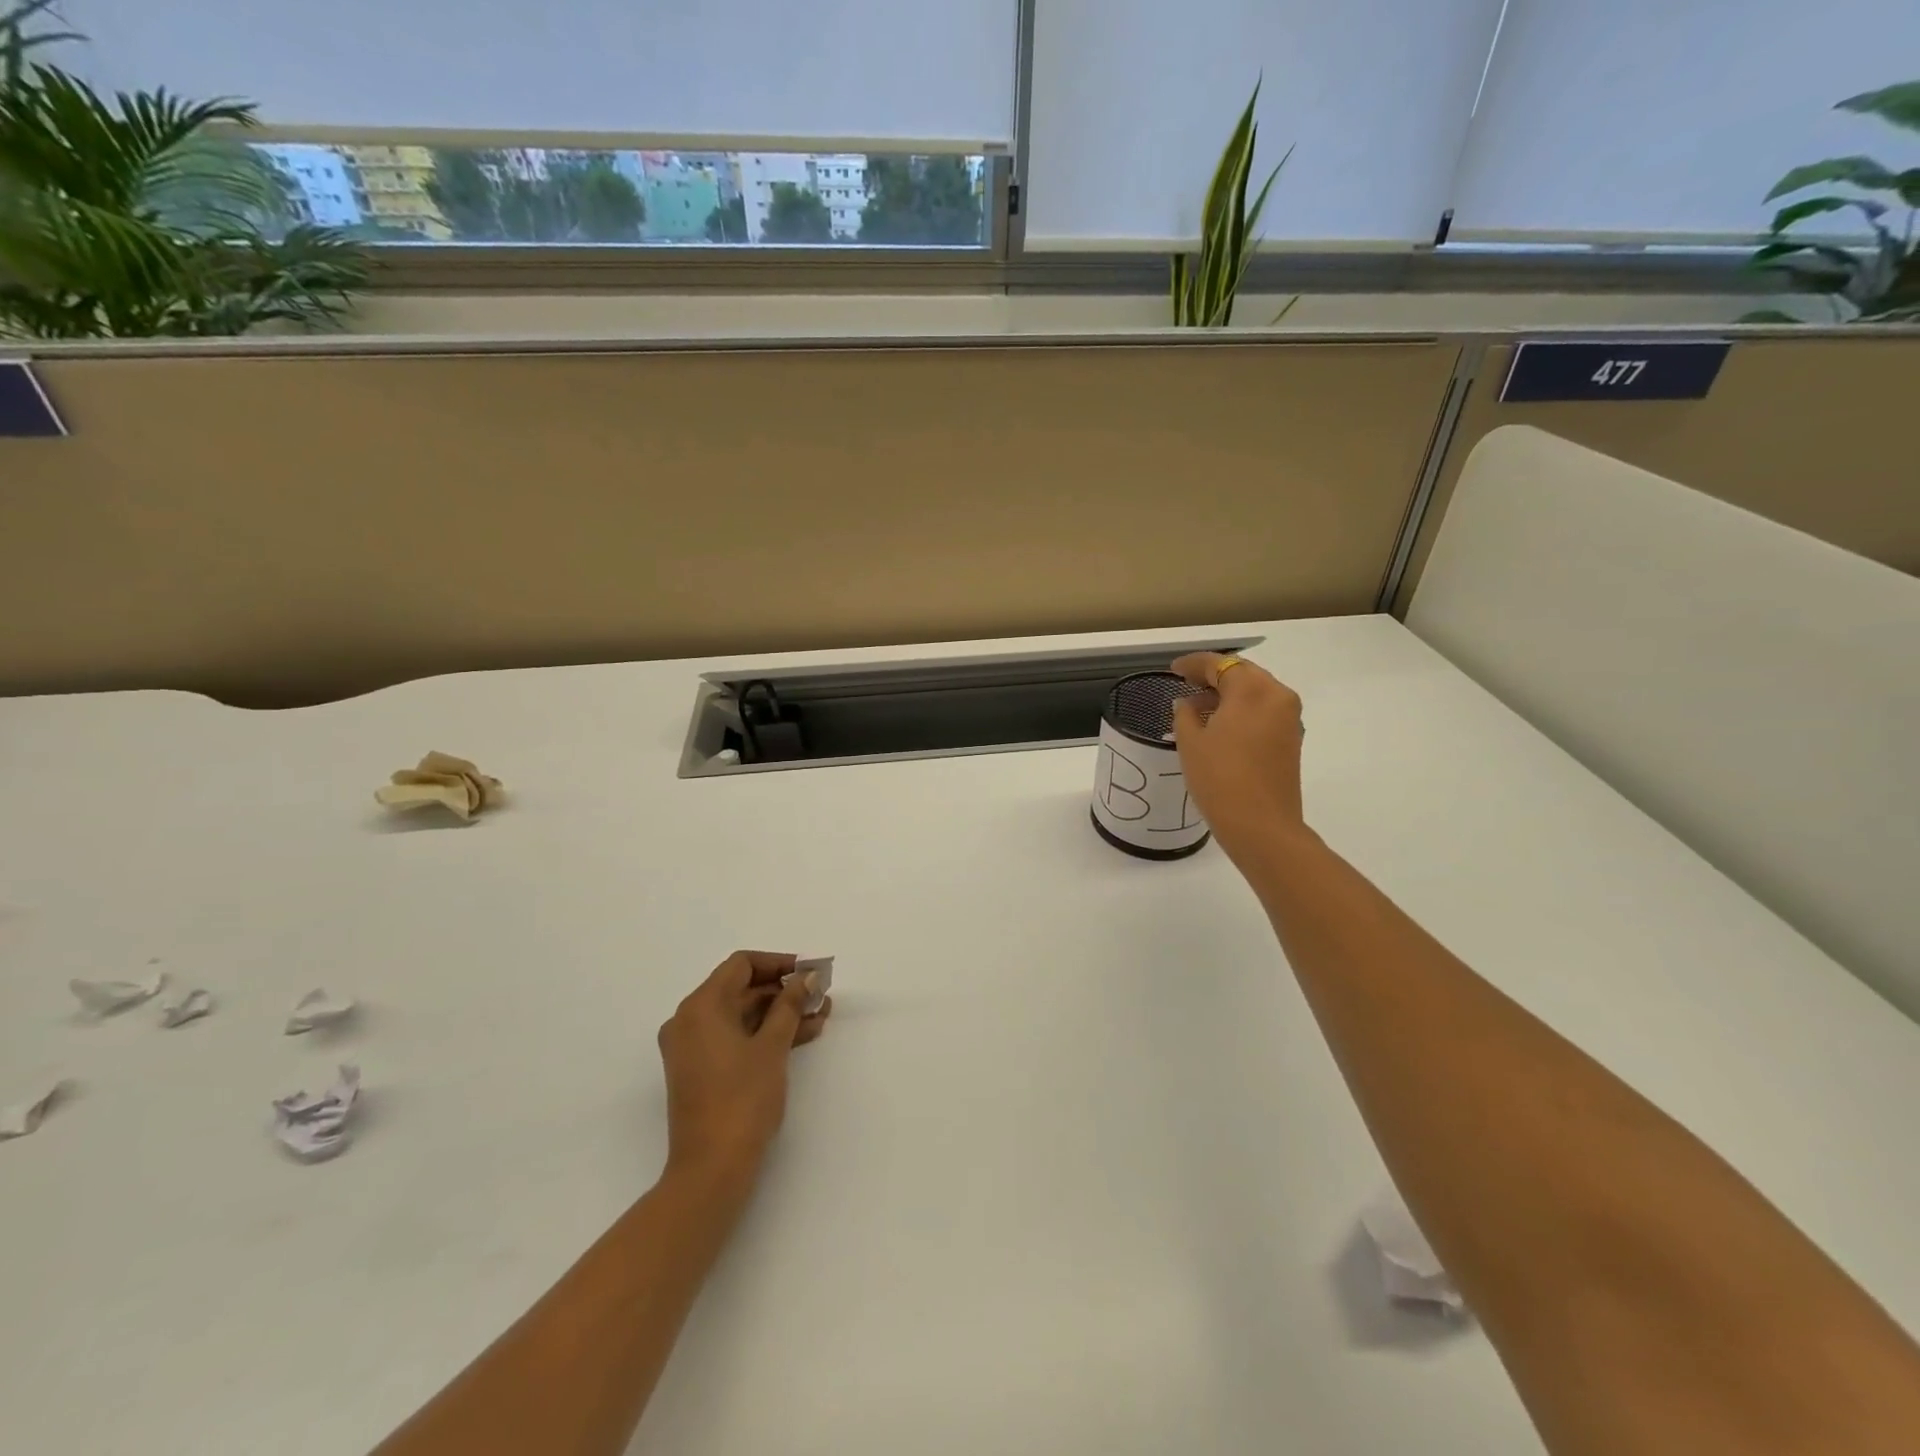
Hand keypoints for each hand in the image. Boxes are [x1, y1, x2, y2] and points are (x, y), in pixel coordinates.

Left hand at [657, 951, 830, 1189]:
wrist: (712, 1170)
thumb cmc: (742, 1099)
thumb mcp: (772, 1046)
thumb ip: (790, 1004)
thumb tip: (806, 977)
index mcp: (700, 1007)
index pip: (741, 965)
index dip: (778, 964)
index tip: (809, 973)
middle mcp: (689, 1021)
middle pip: (741, 989)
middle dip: (783, 991)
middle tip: (820, 995)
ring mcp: (692, 1048)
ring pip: (741, 1016)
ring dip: (779, 1013)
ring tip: (820, 1016)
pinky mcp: (700, 1071)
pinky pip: (734, 1038)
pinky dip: (764, 1034)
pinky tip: (802, 1036)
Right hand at [1170, 652, 1307, 865]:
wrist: (1261, 826)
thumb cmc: (1220, 779)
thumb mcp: (1190, 742)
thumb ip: (1185, 713)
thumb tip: (1188, 703)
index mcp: (1252, 689)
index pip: (1220, 664)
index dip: (1193, 664)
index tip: (1173, 669)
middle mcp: (1277, 695)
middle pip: (1242, 673)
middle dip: (1214, 675)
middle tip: (1186, 683)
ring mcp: (1289, 718)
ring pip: (1255, 692)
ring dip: (1229, 693)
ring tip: (1199, 705)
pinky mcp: (1291, 739)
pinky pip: (1263, 711)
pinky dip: (1242, 710)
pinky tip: (1220, 724)